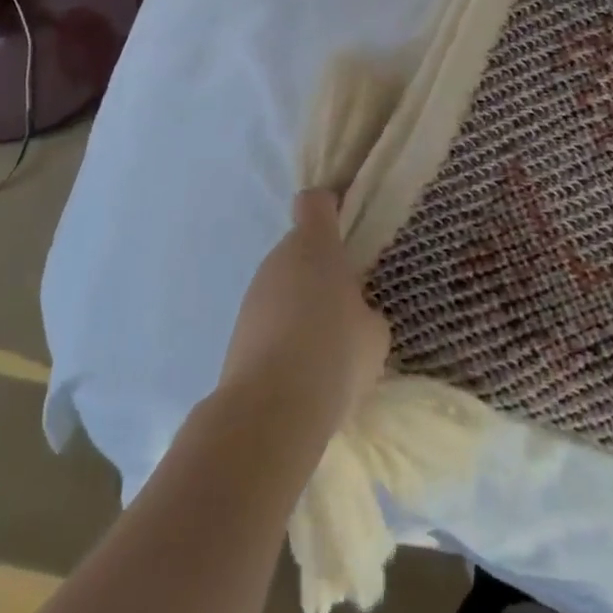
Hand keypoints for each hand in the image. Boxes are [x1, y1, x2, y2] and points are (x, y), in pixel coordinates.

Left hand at [219, 191, 390, 438]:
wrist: (271, 410)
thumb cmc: (334, 352)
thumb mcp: (374, 333)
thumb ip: (366, 311)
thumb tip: (353, 316)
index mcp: (314, 244)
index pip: (315, 202)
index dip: (331, 208)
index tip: (347, 227)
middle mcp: (278, 258)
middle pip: (300, 247)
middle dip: (322, 268)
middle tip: (348, 302)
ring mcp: (254, 294)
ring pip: (284, 285)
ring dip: (303, 303)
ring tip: (327, 345)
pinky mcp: (238, 331)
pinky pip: (271, 319)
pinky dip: (285, 333)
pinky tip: (304, 369)